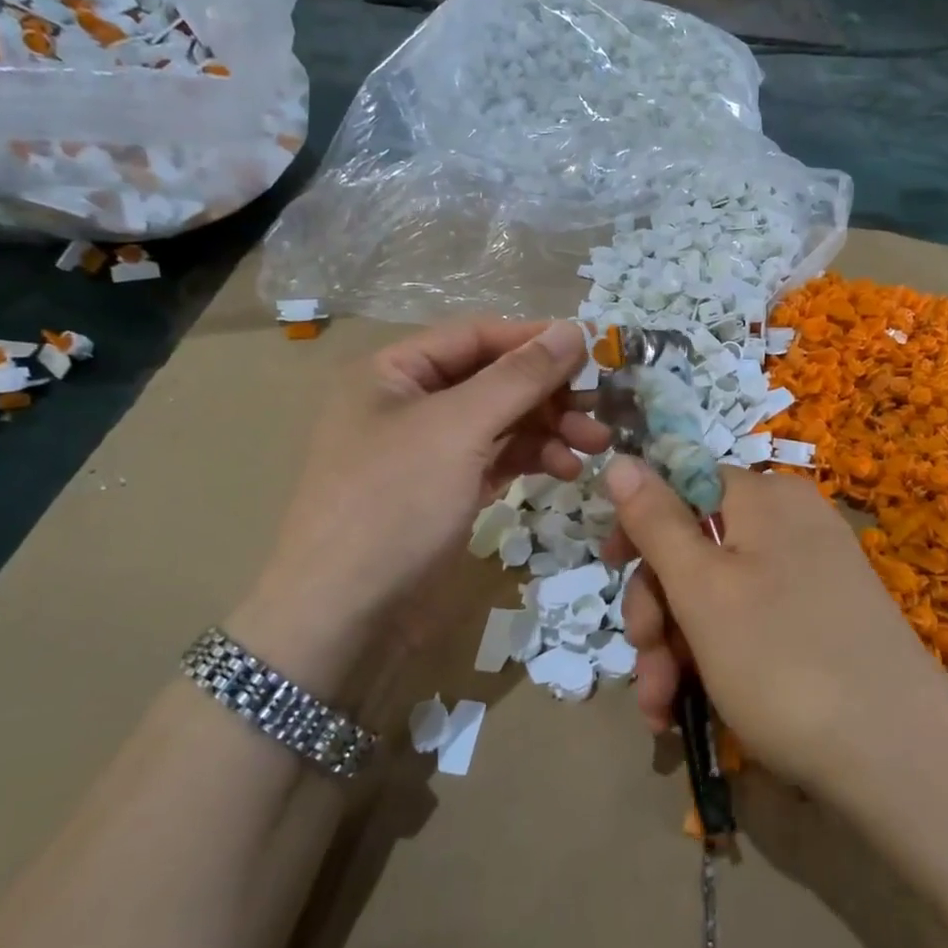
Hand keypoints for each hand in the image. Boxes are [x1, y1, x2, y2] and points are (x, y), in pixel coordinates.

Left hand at [231, 319, 607, 691]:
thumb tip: (573, 329)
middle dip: (549, 394)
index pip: (476, 336)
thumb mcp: (458, 429)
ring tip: (595, 447)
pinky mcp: (446, 492)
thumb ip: (519, 377)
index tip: (593, 352)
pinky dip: (532, 460)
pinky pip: (497, 460)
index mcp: (394, 371)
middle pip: (493, 380)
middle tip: (601, 412)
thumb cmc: (393, 504)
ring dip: (549, 429)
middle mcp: (409, 403)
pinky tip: (564, 471)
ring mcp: (428, 452)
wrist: (345, 618)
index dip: (534, 340)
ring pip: (501, 423)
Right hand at [600, 459, 947, 801]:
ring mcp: (813, 576)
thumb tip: (620, 458)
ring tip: (660, 710)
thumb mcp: (702, 588)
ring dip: (677, 649)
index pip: (684, 484)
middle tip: (644, 664)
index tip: (611, 569)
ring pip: (718, 596)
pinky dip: (716, 661)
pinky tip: (690, 711)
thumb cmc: (783, 661)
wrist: (900, 762)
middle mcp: (793, 526)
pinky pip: (752, 625)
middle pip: (697, 547)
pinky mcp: (824, 624)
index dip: (640, 526)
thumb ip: (655, 521)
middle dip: (657, 609)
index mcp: (766, 499)